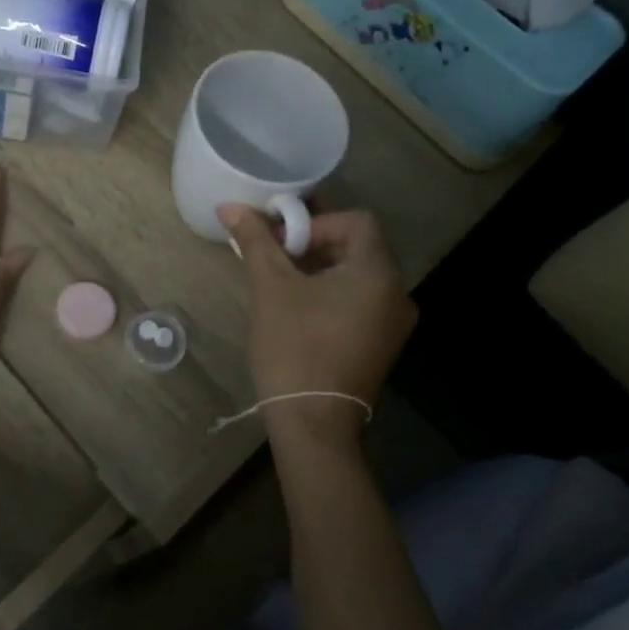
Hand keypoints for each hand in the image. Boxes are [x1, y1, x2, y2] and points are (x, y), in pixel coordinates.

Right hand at [221, 204, 417, 439]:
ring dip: (321, 269)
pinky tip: (301, 309)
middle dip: (315, 244)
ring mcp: (393, 323)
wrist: (313, 423)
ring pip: (358, 276)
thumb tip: (230, 206)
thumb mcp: (271, 287)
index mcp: (379, 273)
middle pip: (359, 246)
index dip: (317, 221)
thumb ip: (256, 241)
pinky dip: (333, 294)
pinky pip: (361, 302)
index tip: (282, 242)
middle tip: (276, 257)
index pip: (356, 221)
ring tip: (283, 281)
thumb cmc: (294, 347)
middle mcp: (398, 293)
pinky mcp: (382, 345)